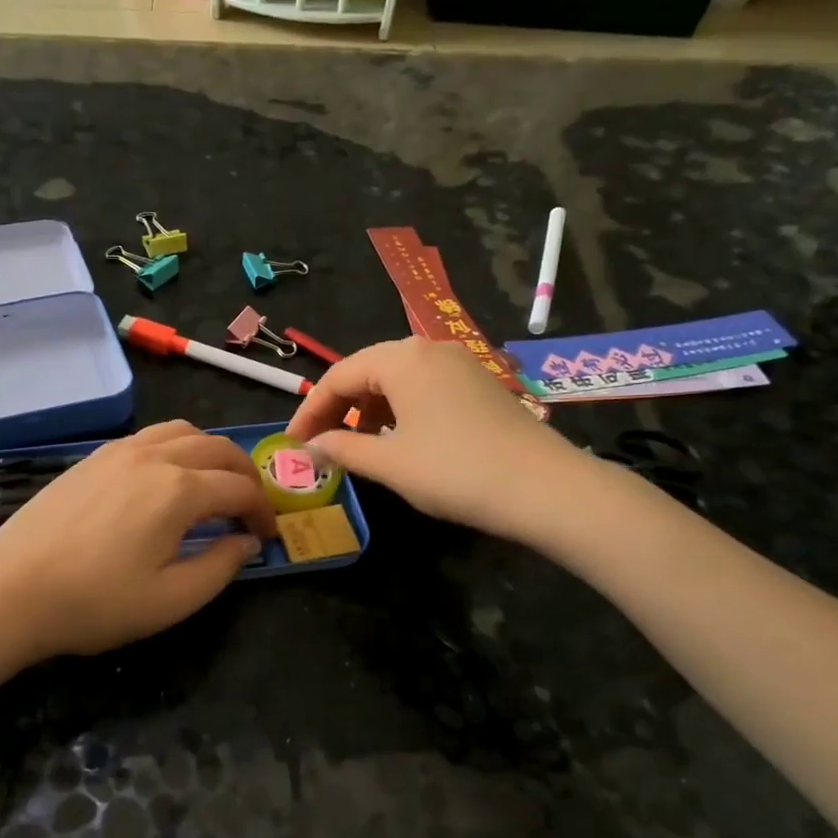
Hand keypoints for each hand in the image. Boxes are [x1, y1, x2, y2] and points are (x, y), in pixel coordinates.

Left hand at [0, 422, 276, 659]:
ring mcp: (118, 451)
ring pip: (182, 431)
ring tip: (214, 485)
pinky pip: (148, 436)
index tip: (267, 536)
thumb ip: (221, 566)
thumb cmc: (96, 603)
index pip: (240, 488)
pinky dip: (175, 447)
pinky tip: (166, 478)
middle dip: (245, 475)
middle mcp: (153, 457)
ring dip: (210, 453)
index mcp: (179, 490)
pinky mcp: (92, 458)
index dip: (263, 511)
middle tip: (250, 507)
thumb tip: (245, 540)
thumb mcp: (172, 600)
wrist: (12, 592)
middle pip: (217, 448)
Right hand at [286, 338, 601, 543]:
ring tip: (359, 443)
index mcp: (401, 359)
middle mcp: (429, 349)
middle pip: (367, 370)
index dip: (309, 410)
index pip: (337, 376)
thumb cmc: (454, 471)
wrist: (545, 488)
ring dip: (369, 408)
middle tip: (319, 442)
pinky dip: (400, 408)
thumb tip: (309, 448)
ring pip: (398, 377)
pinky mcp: (480, 383)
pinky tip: (401, 438)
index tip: (292, 443)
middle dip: (338, 406)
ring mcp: (460, 363)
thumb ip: (342, 449)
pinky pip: (425, 386)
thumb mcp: (389, 463)